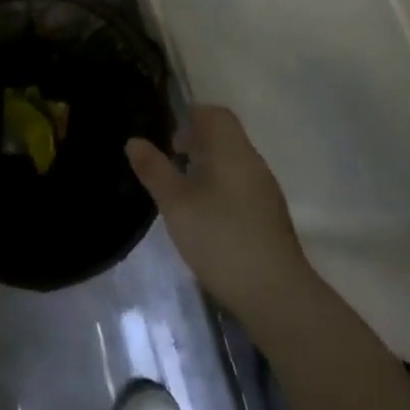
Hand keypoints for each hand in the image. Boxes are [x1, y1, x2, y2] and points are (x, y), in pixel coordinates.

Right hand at [127, 104, 314, 319]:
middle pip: (226, 137)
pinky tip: (208, 218)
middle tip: (173, 162)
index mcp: (231, 149)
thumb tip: (134, 141)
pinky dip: (223, 189)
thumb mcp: (176, 203)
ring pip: (234, 163)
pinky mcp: (271, 217)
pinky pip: (243, 186)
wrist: (276, 295)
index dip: (192, 117)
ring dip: (210, 167)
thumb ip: (154, 169)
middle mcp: (252, 161)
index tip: (170, 138)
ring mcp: (266, 191)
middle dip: (197, 143)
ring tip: (185, 192)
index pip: (215, 114)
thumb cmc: (220, 238)